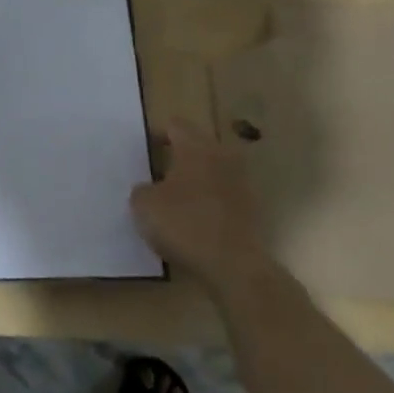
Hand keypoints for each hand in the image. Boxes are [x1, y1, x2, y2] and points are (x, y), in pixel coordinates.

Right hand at [131, 121, 268, 279]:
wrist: (234, 266)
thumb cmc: (184, 224)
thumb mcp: (143, 205)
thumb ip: (142, 189)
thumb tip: (149, 188)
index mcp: (195, 148)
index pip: (175, 126)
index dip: (157, 134)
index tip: (144, 150)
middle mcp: (222, 157)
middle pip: (197, 146)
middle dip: (178, 156)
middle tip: (156, 172)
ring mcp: (241, 184)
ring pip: (212, 171)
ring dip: (195, 180)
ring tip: (173, 199)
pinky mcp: (251, 211)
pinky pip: (222, 196)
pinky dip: (208, 203)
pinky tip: (192, 220)